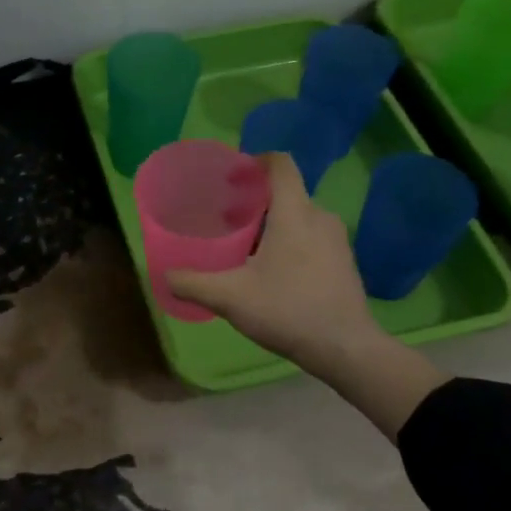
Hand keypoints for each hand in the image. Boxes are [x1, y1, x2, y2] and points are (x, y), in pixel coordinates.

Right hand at [167, 152, 381, 376]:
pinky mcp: (344, 261)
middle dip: (255, 200)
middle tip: (227, 219)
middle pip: (286, 192)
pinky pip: (312, 236)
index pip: (281, 164)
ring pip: (299, 216)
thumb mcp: (230, 298)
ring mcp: (337, 240)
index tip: (232, 177)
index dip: (255, 162)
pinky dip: (290, 241)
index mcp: (295, 213)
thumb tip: (165, 276)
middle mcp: (320, 217)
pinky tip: (272, 271)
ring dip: (272, 223)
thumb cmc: (287, 310)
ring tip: (245, 247)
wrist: (345, 348)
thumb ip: (193, 283)